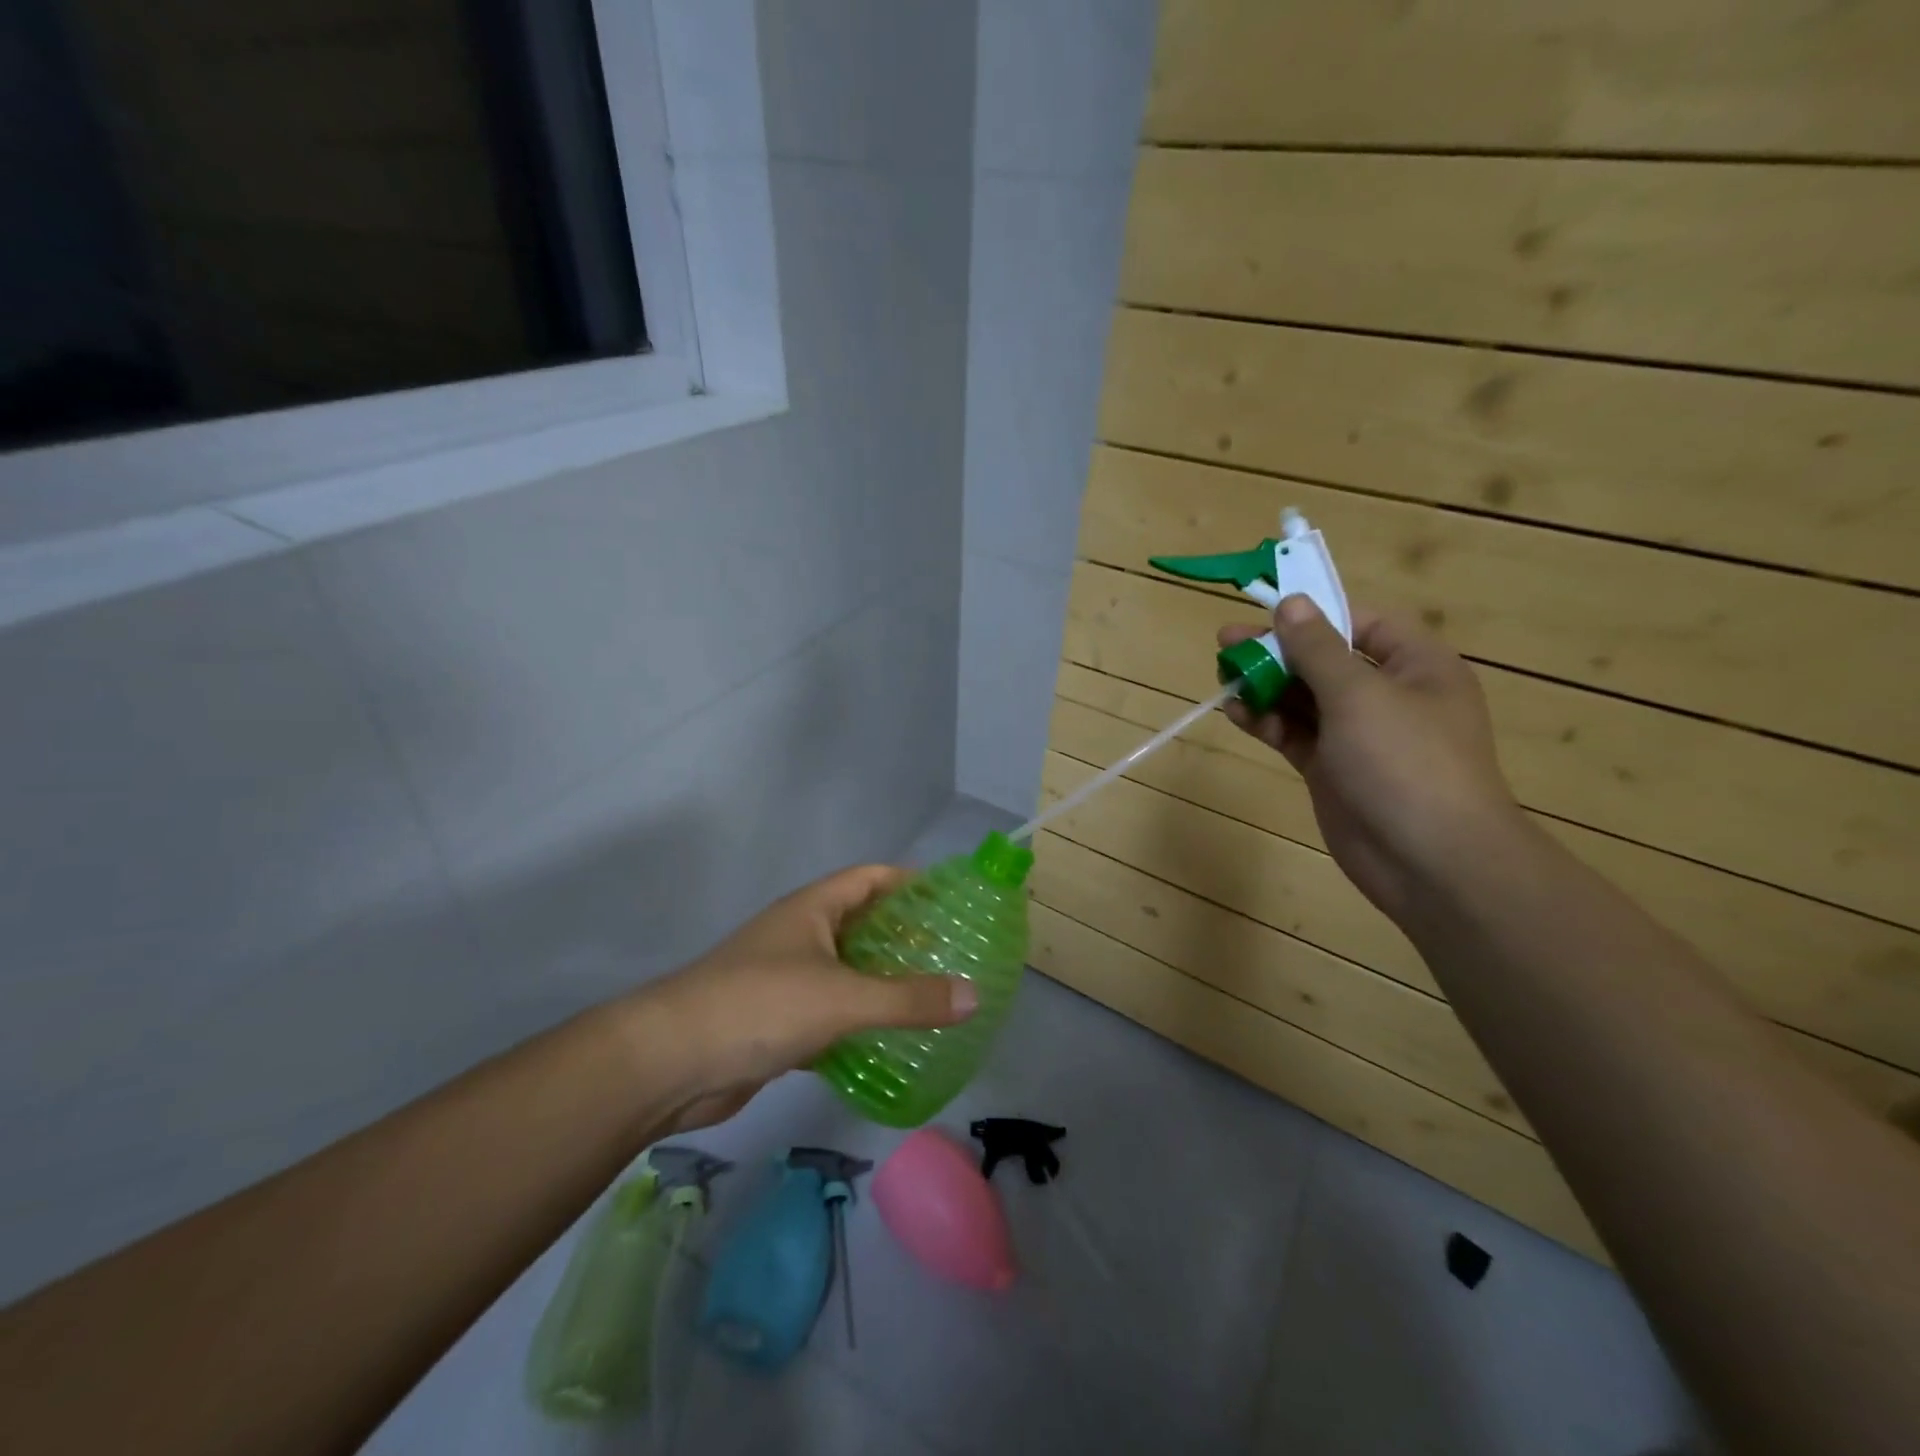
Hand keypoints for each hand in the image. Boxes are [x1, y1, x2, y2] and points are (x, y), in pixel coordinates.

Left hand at [623, 864, 975, 1128]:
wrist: (670, 1063)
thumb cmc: (759, 1006)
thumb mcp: (843, 998)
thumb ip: (909, 998)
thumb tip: (975, 997)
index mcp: (812, 909)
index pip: (870, 878)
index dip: (909, 881)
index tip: (951, 898)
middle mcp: (800, 935)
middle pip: (861, 924)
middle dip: (904, 936)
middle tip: (953, 954)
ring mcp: (786, 978)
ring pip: (846, 972)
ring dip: (882, 981)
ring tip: (933, 995)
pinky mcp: (776, 1022)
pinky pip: (830, 1013)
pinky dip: (858, 1022)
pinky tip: (890, 1041)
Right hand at [1219, 596, 1523, 917]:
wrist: (1429, 860)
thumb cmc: (1405, 761)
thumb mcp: (1359, 694)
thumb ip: (1318, 649)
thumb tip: (1291, 602)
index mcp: (1416, 666)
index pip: (1363, 624)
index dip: (1317, 615)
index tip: (1268, 612)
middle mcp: (1388, 696)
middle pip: (1325, 661)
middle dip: (1277, 652)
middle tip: (1226, 644)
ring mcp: (1358, 736)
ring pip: (1305, 699)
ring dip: (1266, 687)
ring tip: (1224, 678)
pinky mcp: (1332, 769)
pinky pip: (1295, 734)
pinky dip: (1267, 722)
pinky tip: (1237, 714)